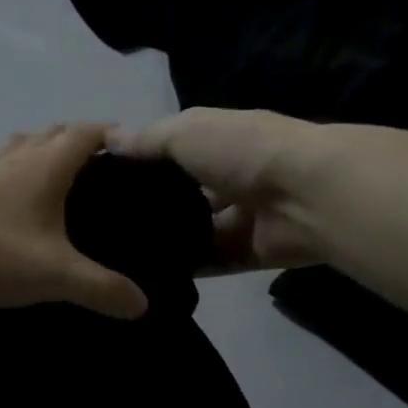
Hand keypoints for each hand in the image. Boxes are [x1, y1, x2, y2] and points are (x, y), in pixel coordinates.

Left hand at [0, 123, 148, 319]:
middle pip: (50, 134)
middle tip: (96, 167)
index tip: (129, 146)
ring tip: (53, 180)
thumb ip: (101, 289)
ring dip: (38, 154)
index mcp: (47, 166)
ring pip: (17, 150)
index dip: (109, 135)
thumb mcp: (55, 274)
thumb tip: (142, 304)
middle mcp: (16, 160)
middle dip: (75, 141)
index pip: (85, 134)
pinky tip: (8, 206)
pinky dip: (9, 179)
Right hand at [108, 108, 329, 270]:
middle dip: (153, 208)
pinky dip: (190, 267)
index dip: (141, 165)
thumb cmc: (242, 150)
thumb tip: (107, 138)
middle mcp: (230, 176)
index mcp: (218, 140)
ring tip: (121, 256)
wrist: (306, 194)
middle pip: (185, 195)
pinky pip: (214, 261)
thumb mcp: (185, 132)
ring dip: (169, 241)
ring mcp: (242, 216)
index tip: (100, 183)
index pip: (172, 152)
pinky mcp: (251, 251)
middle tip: (106, 227)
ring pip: (198, 231)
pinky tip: (152, 275)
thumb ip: (147, 140)